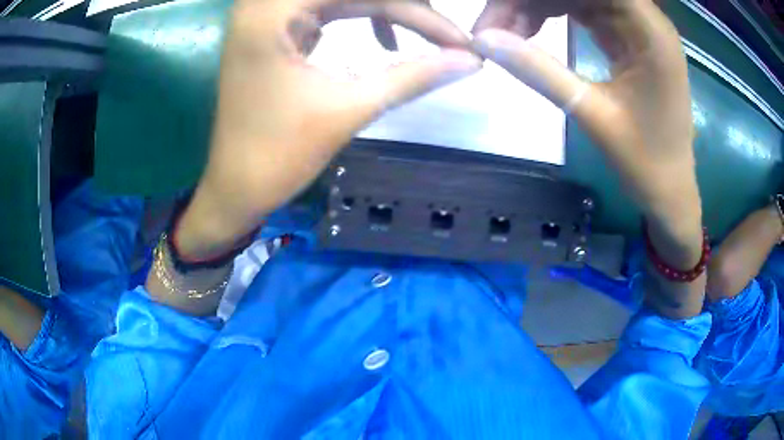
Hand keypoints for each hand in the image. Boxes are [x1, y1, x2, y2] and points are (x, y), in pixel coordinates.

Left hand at [179, 0, 481, 256]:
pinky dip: (361, 17)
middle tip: (445, 35)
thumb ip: (413, 76)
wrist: (236, 188)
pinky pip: (327, 8)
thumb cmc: (278, 156)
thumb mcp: (348, 109)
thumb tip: (471, 61)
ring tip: (426, 33)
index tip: (460, 40)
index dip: (418, 12)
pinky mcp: (274, 29)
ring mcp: (267, 13)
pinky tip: (386, 40)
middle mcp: (264, 2)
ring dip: (387, 10)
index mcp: (272, 10)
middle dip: (404, 8)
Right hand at [473, 0, 699, 238]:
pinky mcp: (626, 38)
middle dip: (528, 1)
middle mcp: (644, 19)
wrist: (669, 191)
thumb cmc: (645, 163)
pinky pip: (582, 11)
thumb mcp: (591, 115)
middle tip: (491, 29)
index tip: (497, 15)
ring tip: (504, 34)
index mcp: (649, 31)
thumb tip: (482, 39)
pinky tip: (527, 33)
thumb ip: (539, 71)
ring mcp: (635, 27)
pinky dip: (550, 17)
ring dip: (535, 7)